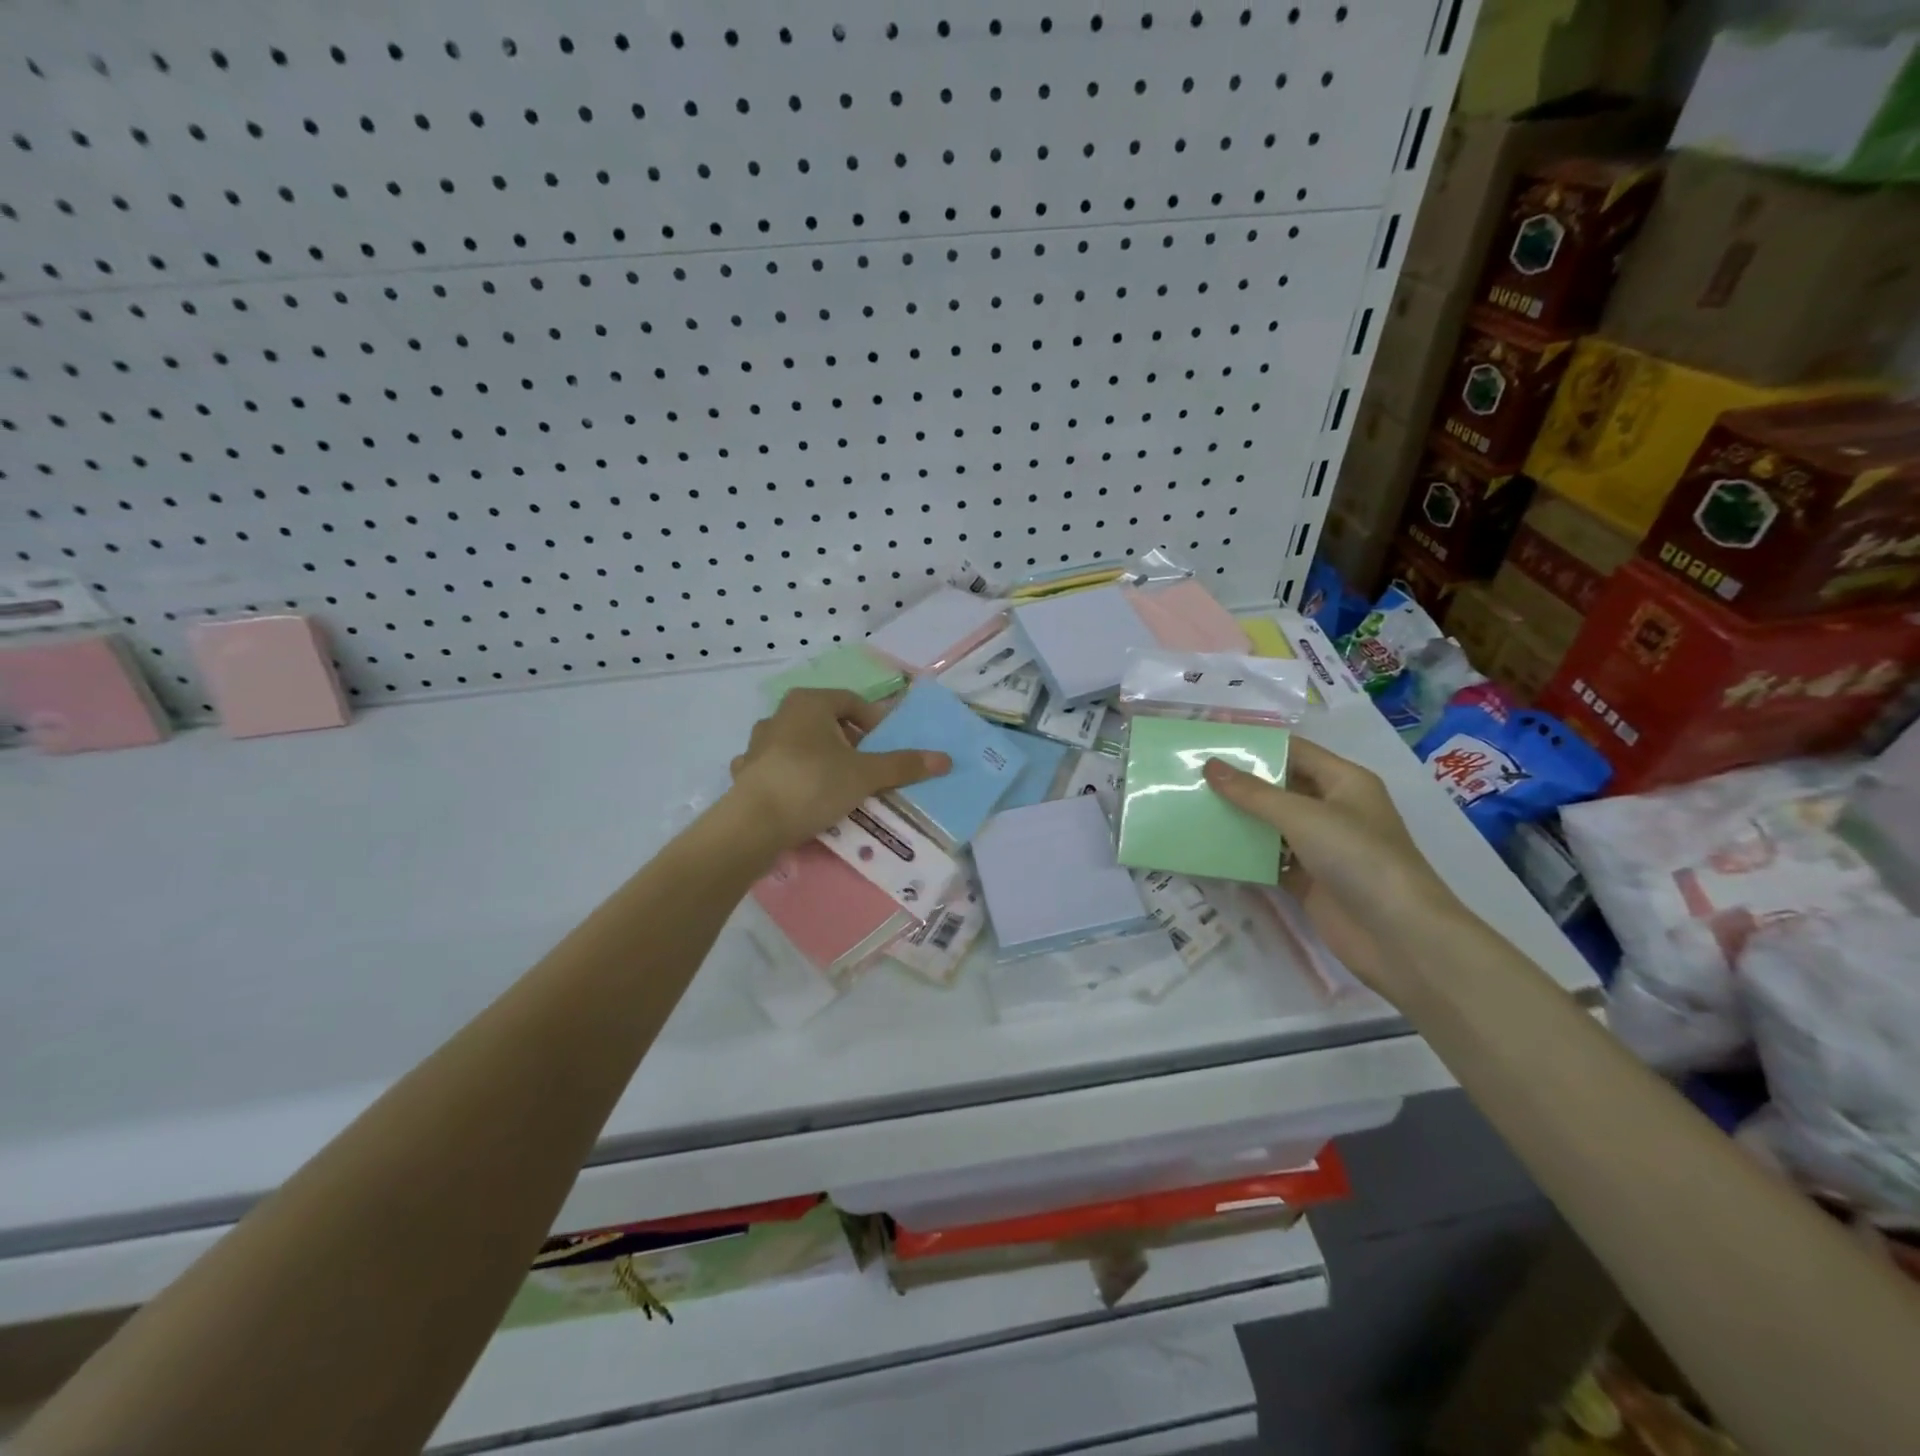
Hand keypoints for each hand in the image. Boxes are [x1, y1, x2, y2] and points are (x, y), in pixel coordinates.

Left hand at [726, 688, 950, 853]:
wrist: (753, 825)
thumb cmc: (813, 784)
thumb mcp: (865, 775)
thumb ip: (903, 765)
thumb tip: (946, 759)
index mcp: (809, 703)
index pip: (852, 702)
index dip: (875, 722)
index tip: (887, 747)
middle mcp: (780, 715)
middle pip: (826, 723)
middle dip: (849, 743)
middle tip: (868, 768)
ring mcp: (758, 744)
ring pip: (800, 746)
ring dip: (821, 760)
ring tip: (839, 786)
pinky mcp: (747, 773)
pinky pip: (778, 769)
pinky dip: (793, 779)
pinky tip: (802, 798)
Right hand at [1204, 738, 1460, 996]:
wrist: (1400, 936)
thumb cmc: (1359, 859)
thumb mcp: (1303, 817)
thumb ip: (1253, 793)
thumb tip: (1210, 766)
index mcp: (1344, 782)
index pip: (1294, 751)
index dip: (1256, 745)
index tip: (1211, 741)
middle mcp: (1334, 809)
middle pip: (1280, 787)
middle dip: (1240, 782)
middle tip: (1191, 775)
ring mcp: (1321, 848)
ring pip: (1272, 825)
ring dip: (1239, 819)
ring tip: (1192, 806)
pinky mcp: (1309, 881)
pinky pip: (1270, 860)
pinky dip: (1245, 855)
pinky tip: (1210, 848)